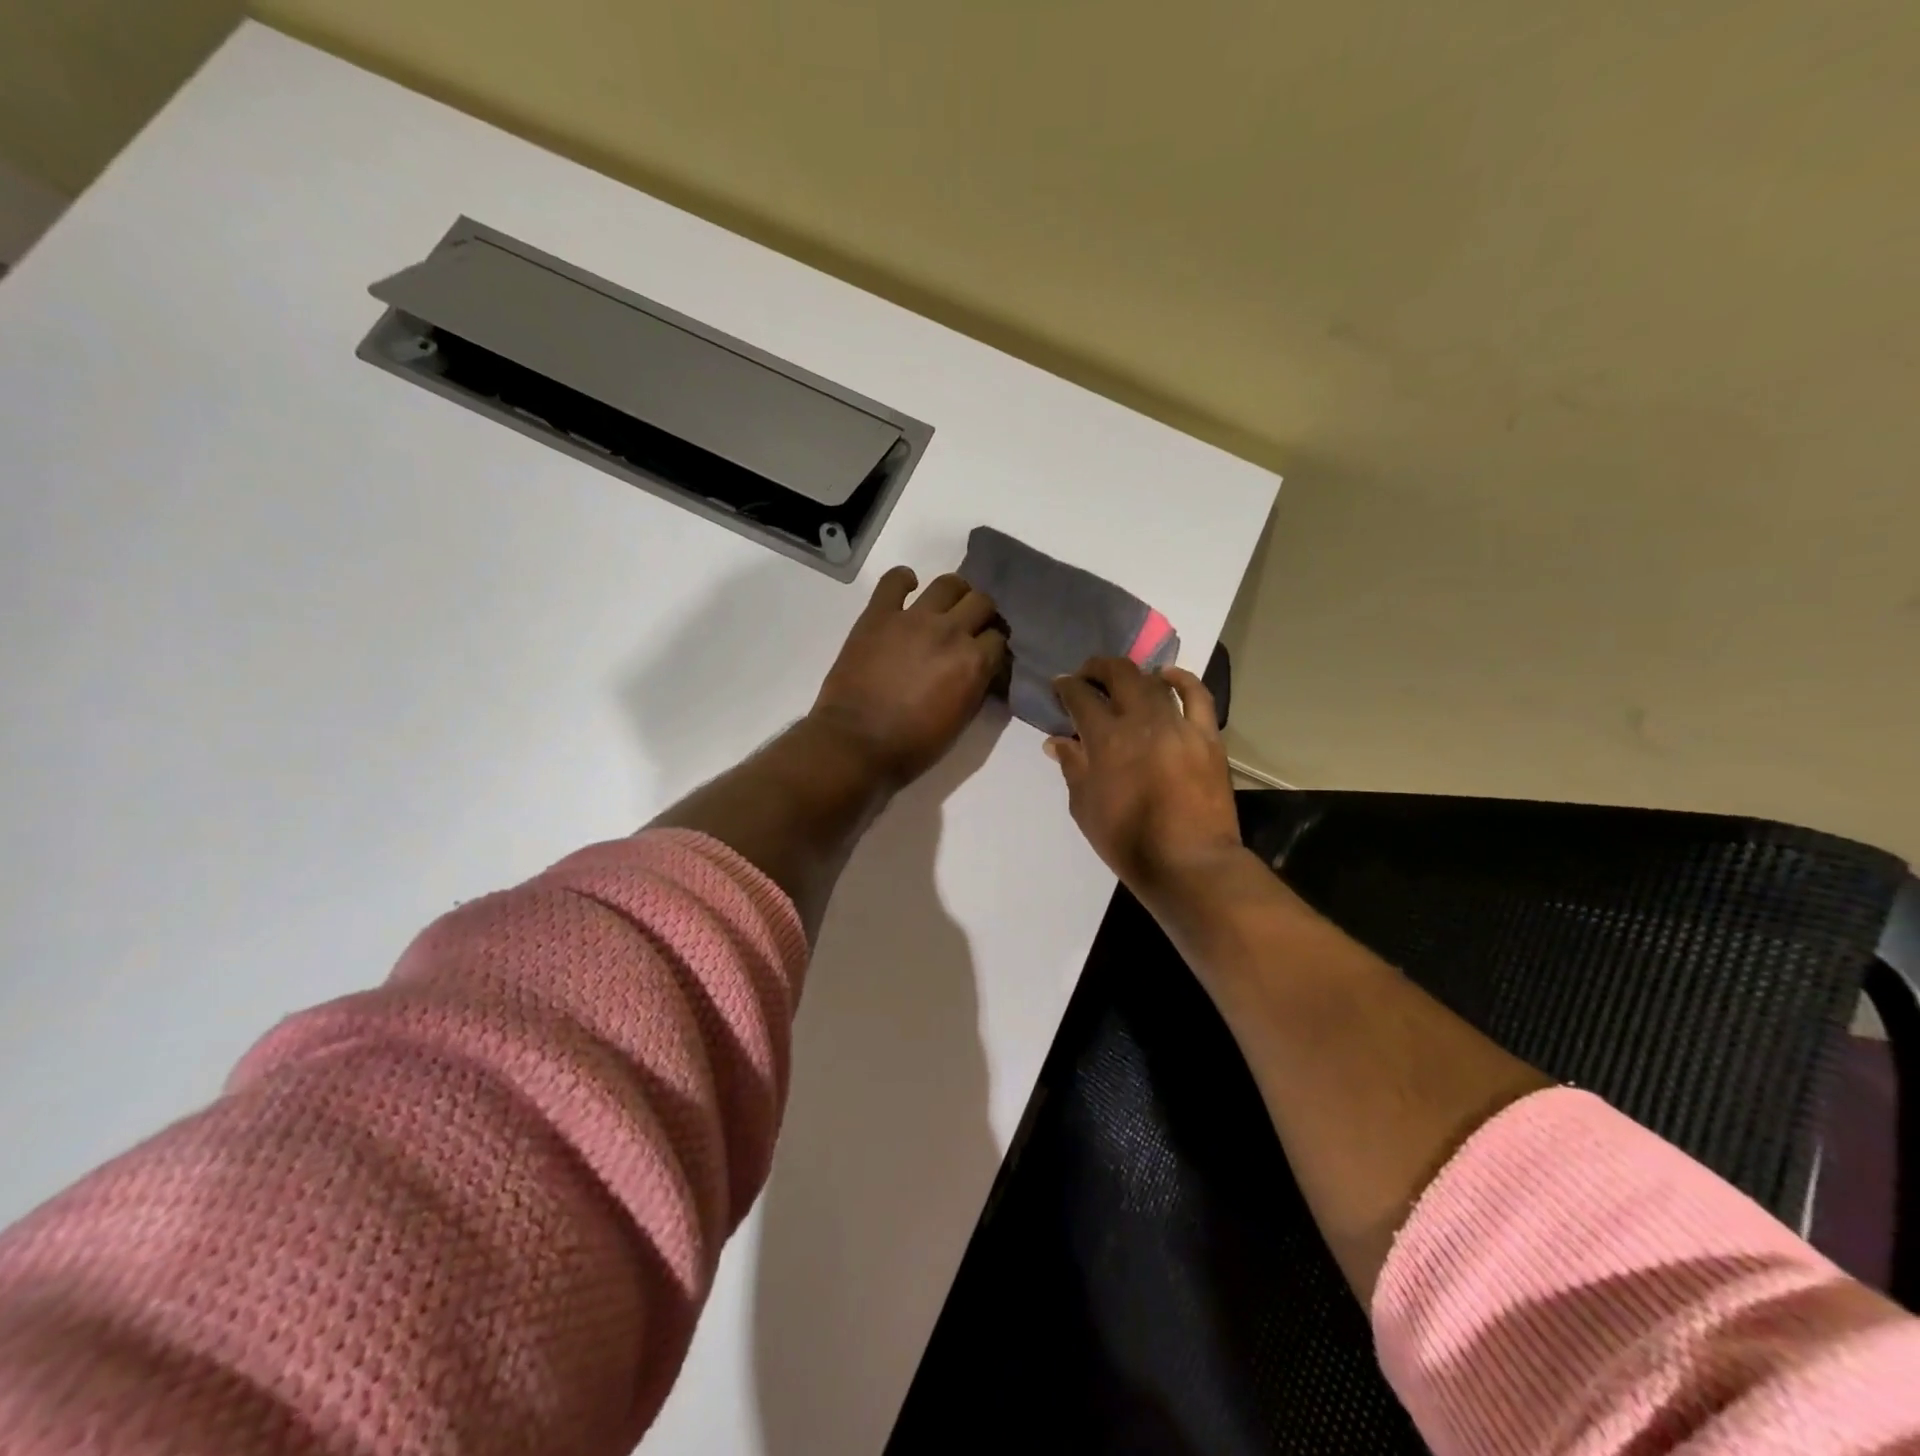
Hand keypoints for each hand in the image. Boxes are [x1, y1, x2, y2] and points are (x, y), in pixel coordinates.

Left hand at [810, 567, 1007, 790]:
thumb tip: (981, 670)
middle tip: (969, 628)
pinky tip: (906, 588)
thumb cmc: (912, 745)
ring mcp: (913, 618)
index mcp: (974, 662)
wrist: (857, 743)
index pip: (998, 638)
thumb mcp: (960, 722)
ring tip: (945, 606)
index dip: (994, 647)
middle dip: (981, 615)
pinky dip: (903, 580)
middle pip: (981, 602)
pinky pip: (894, 580)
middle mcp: (950, 631)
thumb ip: (976, 687)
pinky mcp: (879, 614)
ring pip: (948, 584)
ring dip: (954, 593)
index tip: (987, 654)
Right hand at [1046, 657, 1245, 903]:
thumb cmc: (1127, 841)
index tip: (1060, 686)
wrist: (1189, 863)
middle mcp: (1143, 721)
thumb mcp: (1085, 807)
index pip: (1081, 696)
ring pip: (1154, 682)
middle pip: (1120, 674)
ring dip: (1134, 675)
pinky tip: (1168, 676)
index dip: (1067, 686)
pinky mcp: (1208, 737)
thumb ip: (1072, 767)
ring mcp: (1180, 726)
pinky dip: (1182, 680)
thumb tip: (1058, 740)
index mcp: (1107, 739)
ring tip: (1122, 681)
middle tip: (1087, 676)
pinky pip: (1198, 697)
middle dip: (1098, 668)